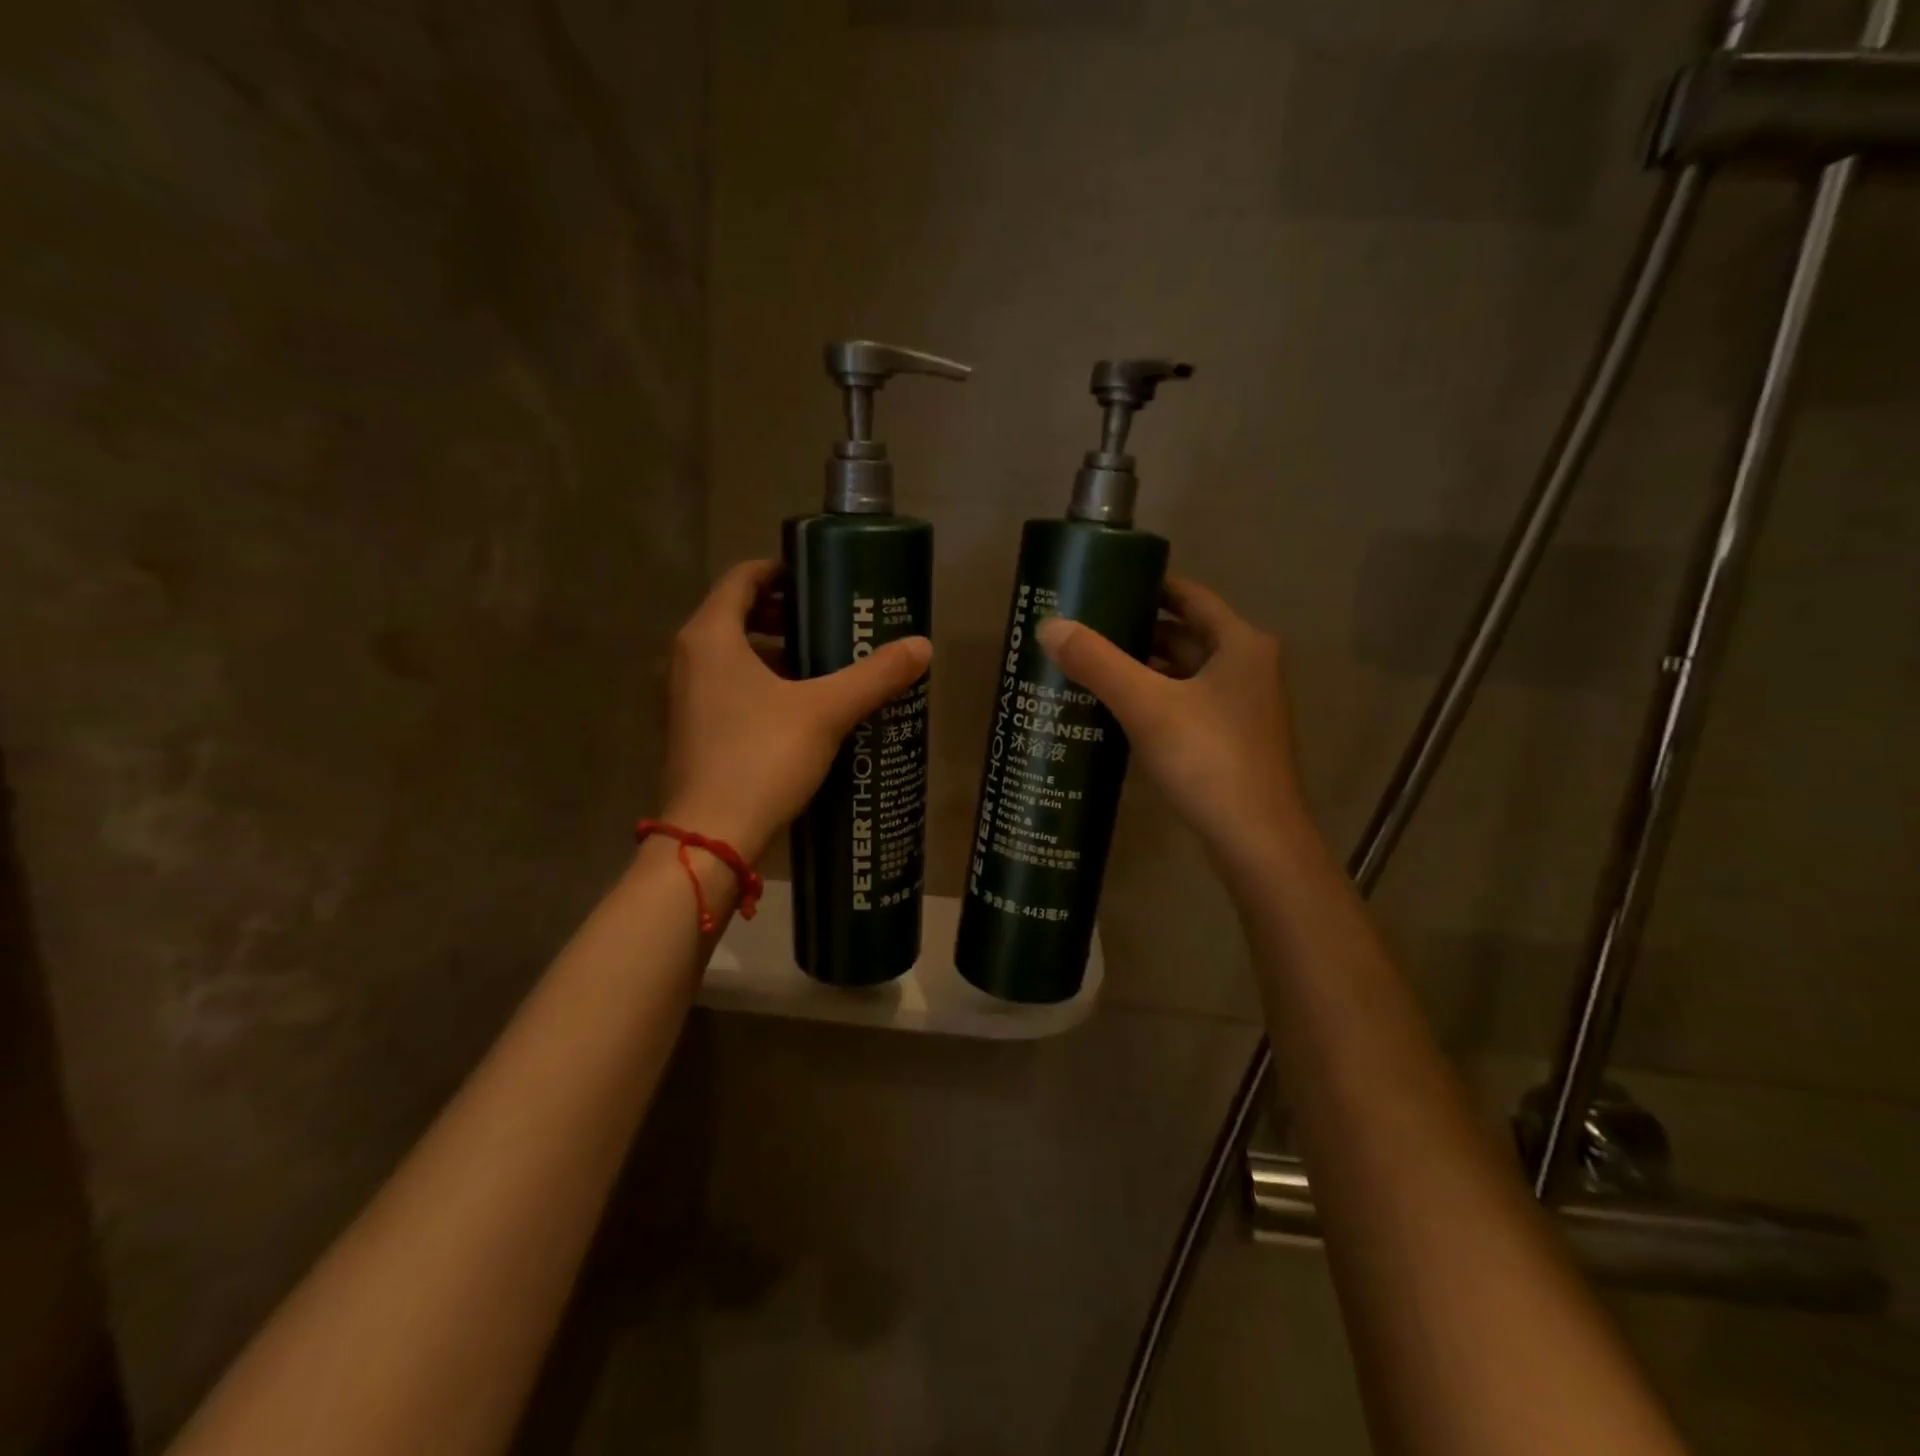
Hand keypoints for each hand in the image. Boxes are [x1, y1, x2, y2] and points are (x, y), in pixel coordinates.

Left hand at [662, 560, 930, 859]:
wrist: (711, 838)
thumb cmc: (761, 758)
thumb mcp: (826, 712)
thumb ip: (874, 676)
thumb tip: (923, 647)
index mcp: (710, 637)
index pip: (742, 578)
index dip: (781, 571)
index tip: (820, 579)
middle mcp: (687, 659)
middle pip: (736, 616)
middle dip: (784, 615)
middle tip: (831, 624)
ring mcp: (683, 699)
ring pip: (731, 656)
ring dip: (774, 653)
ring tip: (823, 666)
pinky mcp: (690, 732)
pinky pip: (726, 689)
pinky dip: (760, 685)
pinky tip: (800, 710)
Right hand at [1035, 575, 1310, 863]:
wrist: (1256, 841)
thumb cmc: (1208, 760)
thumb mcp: (1146, 705)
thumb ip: (1097, 663)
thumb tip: (1049, 626)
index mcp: (1240, 644)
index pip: (1189, 596)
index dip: (1147, 587)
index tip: (1102, 585)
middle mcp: (1248, 668)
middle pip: (1184, 635)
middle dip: (1135, 631)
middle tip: (1083, 629)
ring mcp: (1241, 708)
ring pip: (1183, 674)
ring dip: (1141, 668)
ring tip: (1088, 666)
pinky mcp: (1230, 741)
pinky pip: (1184, 705)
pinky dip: (1153, 700)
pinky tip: (1114, 710)